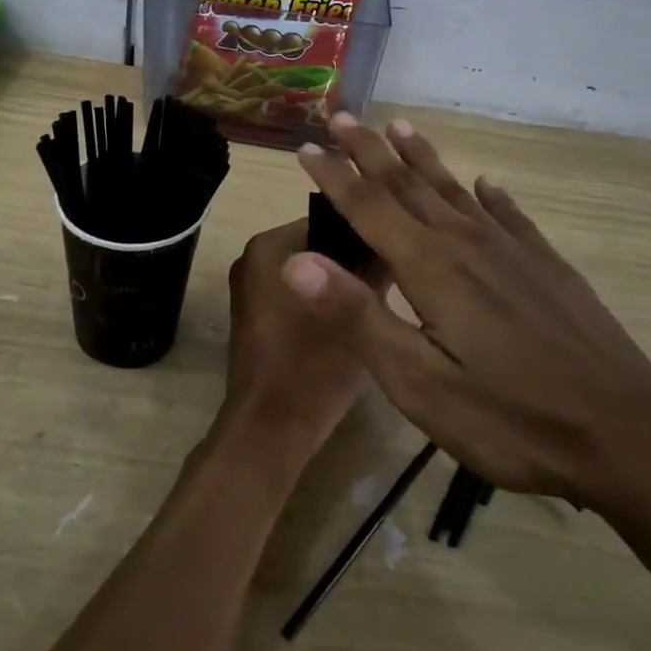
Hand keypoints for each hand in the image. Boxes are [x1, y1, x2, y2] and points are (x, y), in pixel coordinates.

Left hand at [223, 218, 376, 459]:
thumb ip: (373, 269)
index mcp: (268, 247)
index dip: (365, 233)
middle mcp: (252, 259)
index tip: (400, 248)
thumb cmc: (310, 366)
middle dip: (354, 260)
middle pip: (318, 246)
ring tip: (382, 296)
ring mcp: (250, 290)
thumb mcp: (355, 313)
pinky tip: (355, 319)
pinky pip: (297, 294)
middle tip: (397, 274)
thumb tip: (392, 240)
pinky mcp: (256, 318)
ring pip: (311, 272)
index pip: (329, 220)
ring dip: (342, 283)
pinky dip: (324, 301)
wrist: (268, 431)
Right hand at [283, 113, 650, 514]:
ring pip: (455, 191)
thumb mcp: (419, 384)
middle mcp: (467, 243)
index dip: (334, 176)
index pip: (368, 207)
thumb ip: (357, 317)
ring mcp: (513, 251)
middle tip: (343, 116)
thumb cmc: (512, 418)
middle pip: (408, 185)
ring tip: (402, 127)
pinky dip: (490, 195)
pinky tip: (486, 185)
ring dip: (422, 158)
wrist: (629, 436)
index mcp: (430, 267)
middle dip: (370, 150)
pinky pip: (509, 215)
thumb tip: (297, 262)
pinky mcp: (548, 267)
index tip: (306, 147)